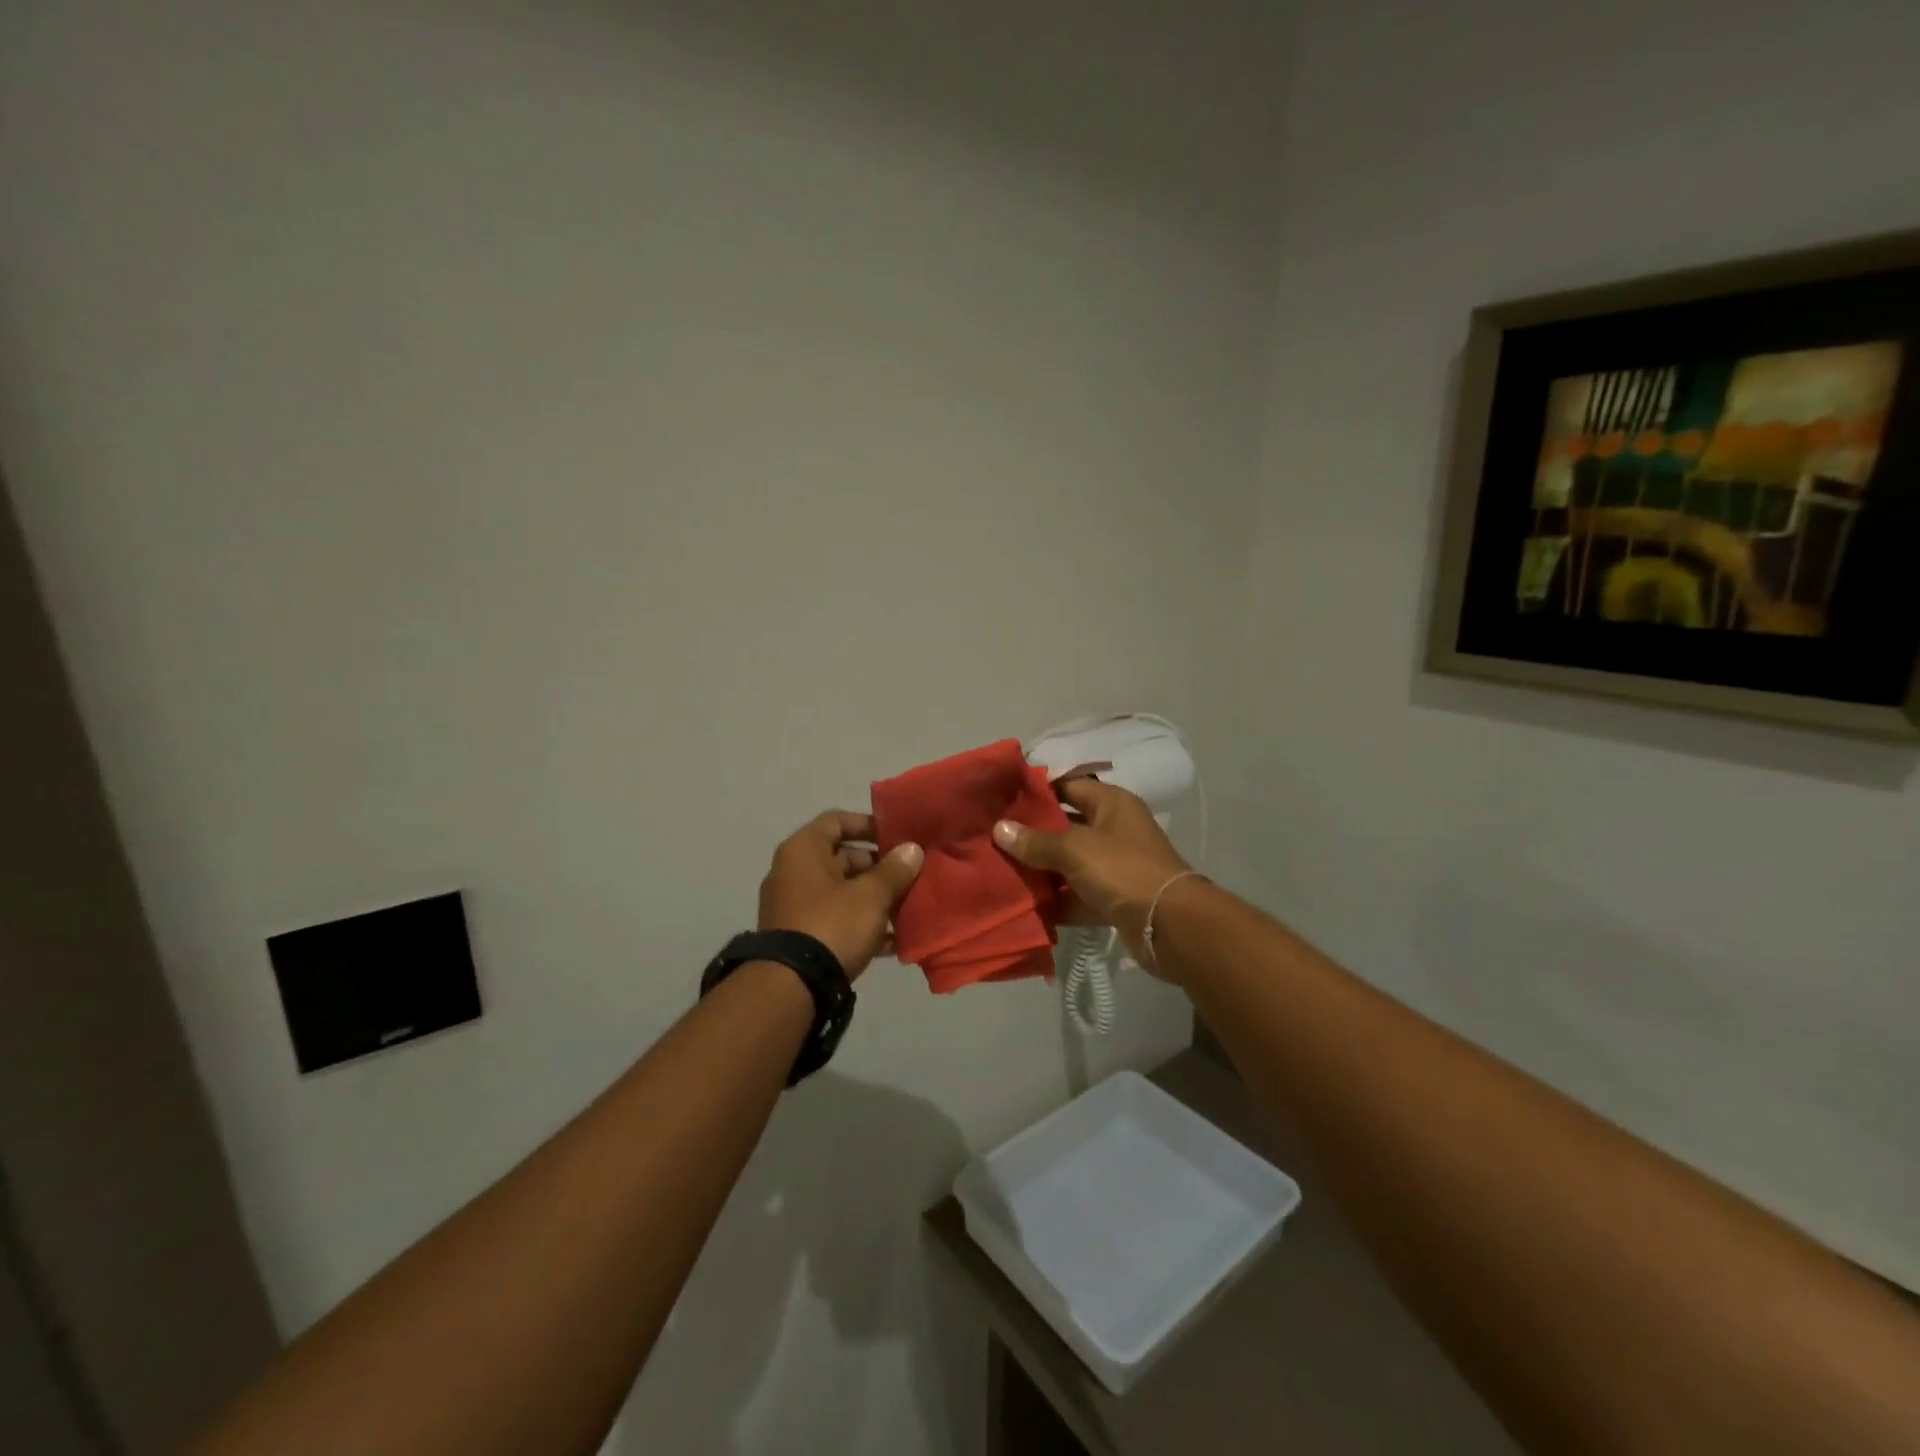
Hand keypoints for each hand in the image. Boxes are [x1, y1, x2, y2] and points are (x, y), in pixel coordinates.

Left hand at [758, 811, 923, 979]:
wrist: (792, 987)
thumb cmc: (832, 925)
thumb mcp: (871, 895)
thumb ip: (894, 870)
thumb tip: (912, 849)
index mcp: (803, 850)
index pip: (837, 821)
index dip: (868, 825)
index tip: (897, 838)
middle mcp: (792, 871)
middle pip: (841, 858)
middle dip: (878, 868)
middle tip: (909, 877)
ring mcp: (792, 905)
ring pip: (841, 892)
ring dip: (873, 899)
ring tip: (907, 909)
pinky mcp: (798, 936)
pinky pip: (834, 919)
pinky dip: (860, 925)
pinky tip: (892, 942)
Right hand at [992, 779, 1193, 977]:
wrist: (1170, 925)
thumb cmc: (1123, 870)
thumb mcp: (1075, 850)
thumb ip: (1036, 841)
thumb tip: (999, 829)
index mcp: (1112, 804)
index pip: (1069, 785)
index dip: (1037, 790)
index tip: (1003, 796)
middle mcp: (1115, 829)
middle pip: (1066, 825)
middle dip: (1033, 832)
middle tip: (993, 835)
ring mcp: (1116, 866)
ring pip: (1070, 862)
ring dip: (1042, 869)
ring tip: (1000, 869)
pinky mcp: (1114, 898)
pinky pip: (1078, 894)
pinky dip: (1057, 900)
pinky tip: (1024, 904)